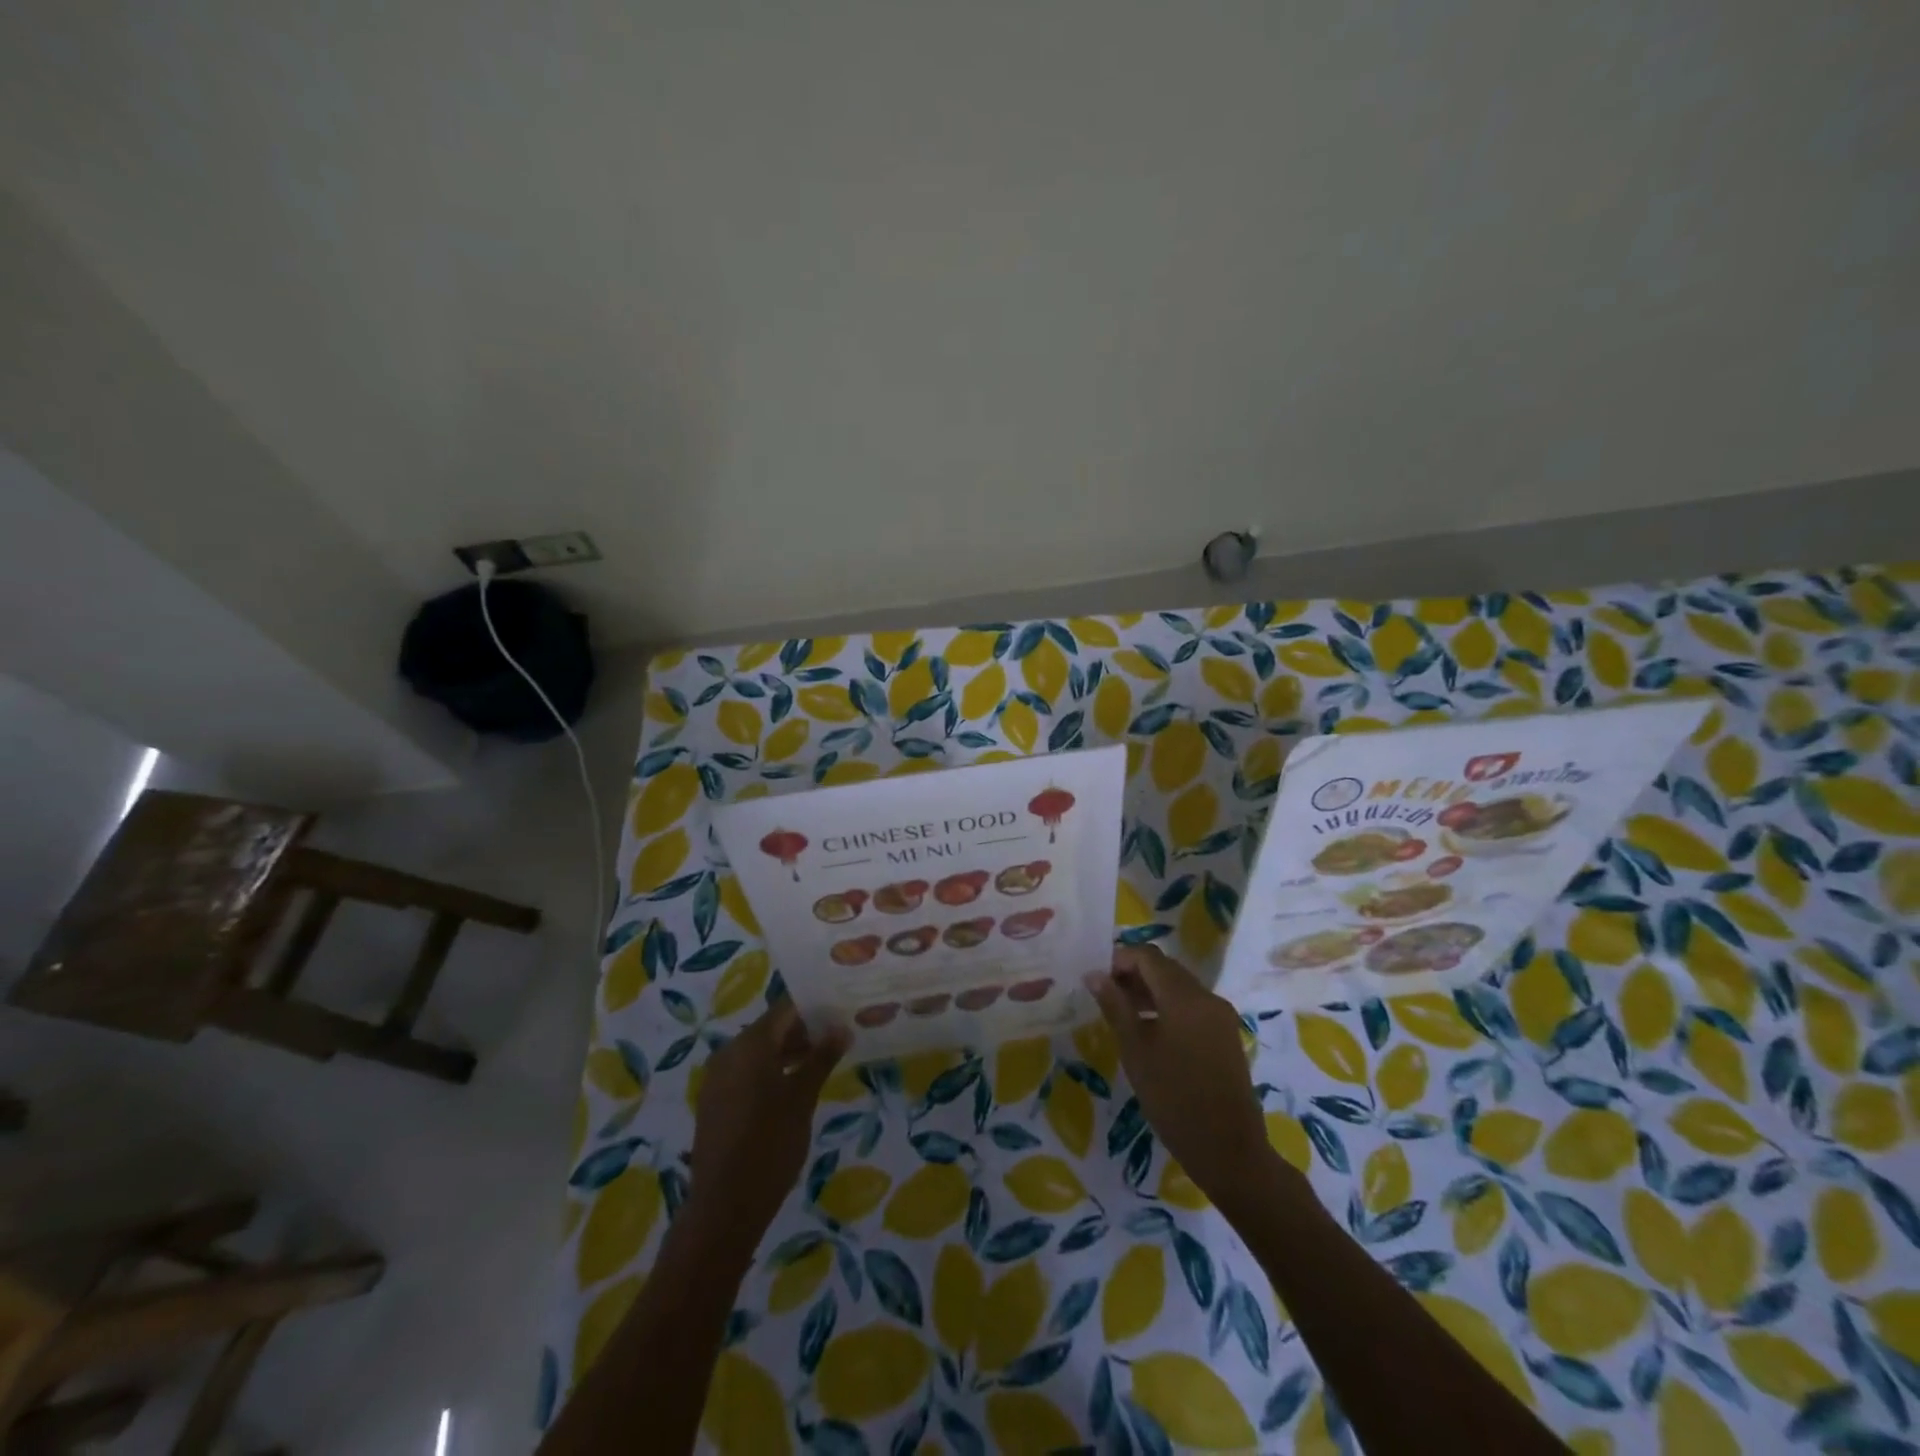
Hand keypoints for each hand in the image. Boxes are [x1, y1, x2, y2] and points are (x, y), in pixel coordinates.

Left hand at [687, 999, 848, 1252]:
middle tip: (839, 1035)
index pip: (786, 1008)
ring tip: (824, 1059)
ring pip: (760, 1050)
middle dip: (805, 1030)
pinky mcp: (716, 1101)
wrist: (724, 1208)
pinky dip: (771, 1070)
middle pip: (772, 1028)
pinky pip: (747, 1071)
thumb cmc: (770, 1145)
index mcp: (749, 1044)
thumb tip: (842, 1027)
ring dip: (790, 1051)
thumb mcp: (802, 1098)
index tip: (842, 1009)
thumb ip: (821, 1058)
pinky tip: (796, 1085)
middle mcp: (729, 1052)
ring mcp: (718, 1077)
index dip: (815, 1006)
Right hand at [1084, 945, 1276, 1205]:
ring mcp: (1220, 1016)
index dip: (1119, 959)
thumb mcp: (1136, 1051)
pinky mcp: (1225, 1034)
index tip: (1096, 979)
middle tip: (1105, 995)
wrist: (1229, 1150)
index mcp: (1185, 997)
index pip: (1148, 956)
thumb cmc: (1174, 1100)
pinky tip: (1149, 1031)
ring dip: (1150, 990)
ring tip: (1121, 1013)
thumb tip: (1094, 975)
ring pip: (1179, 987)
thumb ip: (1115, 1007)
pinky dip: (1168, 1007)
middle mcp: (1207, 997)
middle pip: (1165, 968)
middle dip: (1133, 973)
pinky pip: (1192, 1006)